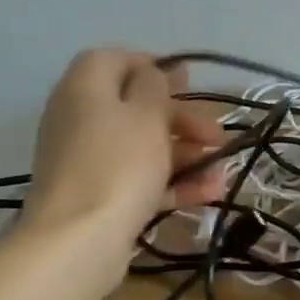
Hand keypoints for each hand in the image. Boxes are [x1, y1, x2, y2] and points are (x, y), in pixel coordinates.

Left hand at [23, 49, 227, 240]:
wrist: (78, 240)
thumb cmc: (118, 164)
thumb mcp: (146, 114)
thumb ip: (154, 86)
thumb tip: (152, 73)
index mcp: (84, 88)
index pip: (114, 59)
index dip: (152, 66)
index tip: (188, 83)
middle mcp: (79, 118)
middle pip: (135, 107)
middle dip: (182, 120)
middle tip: (216, 135)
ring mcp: (87, 161)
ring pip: (142, 147)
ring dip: (185, 155)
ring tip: (222, 170)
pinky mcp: (97, 197)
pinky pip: (138, 180)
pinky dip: (172, 183)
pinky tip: (209, 193)